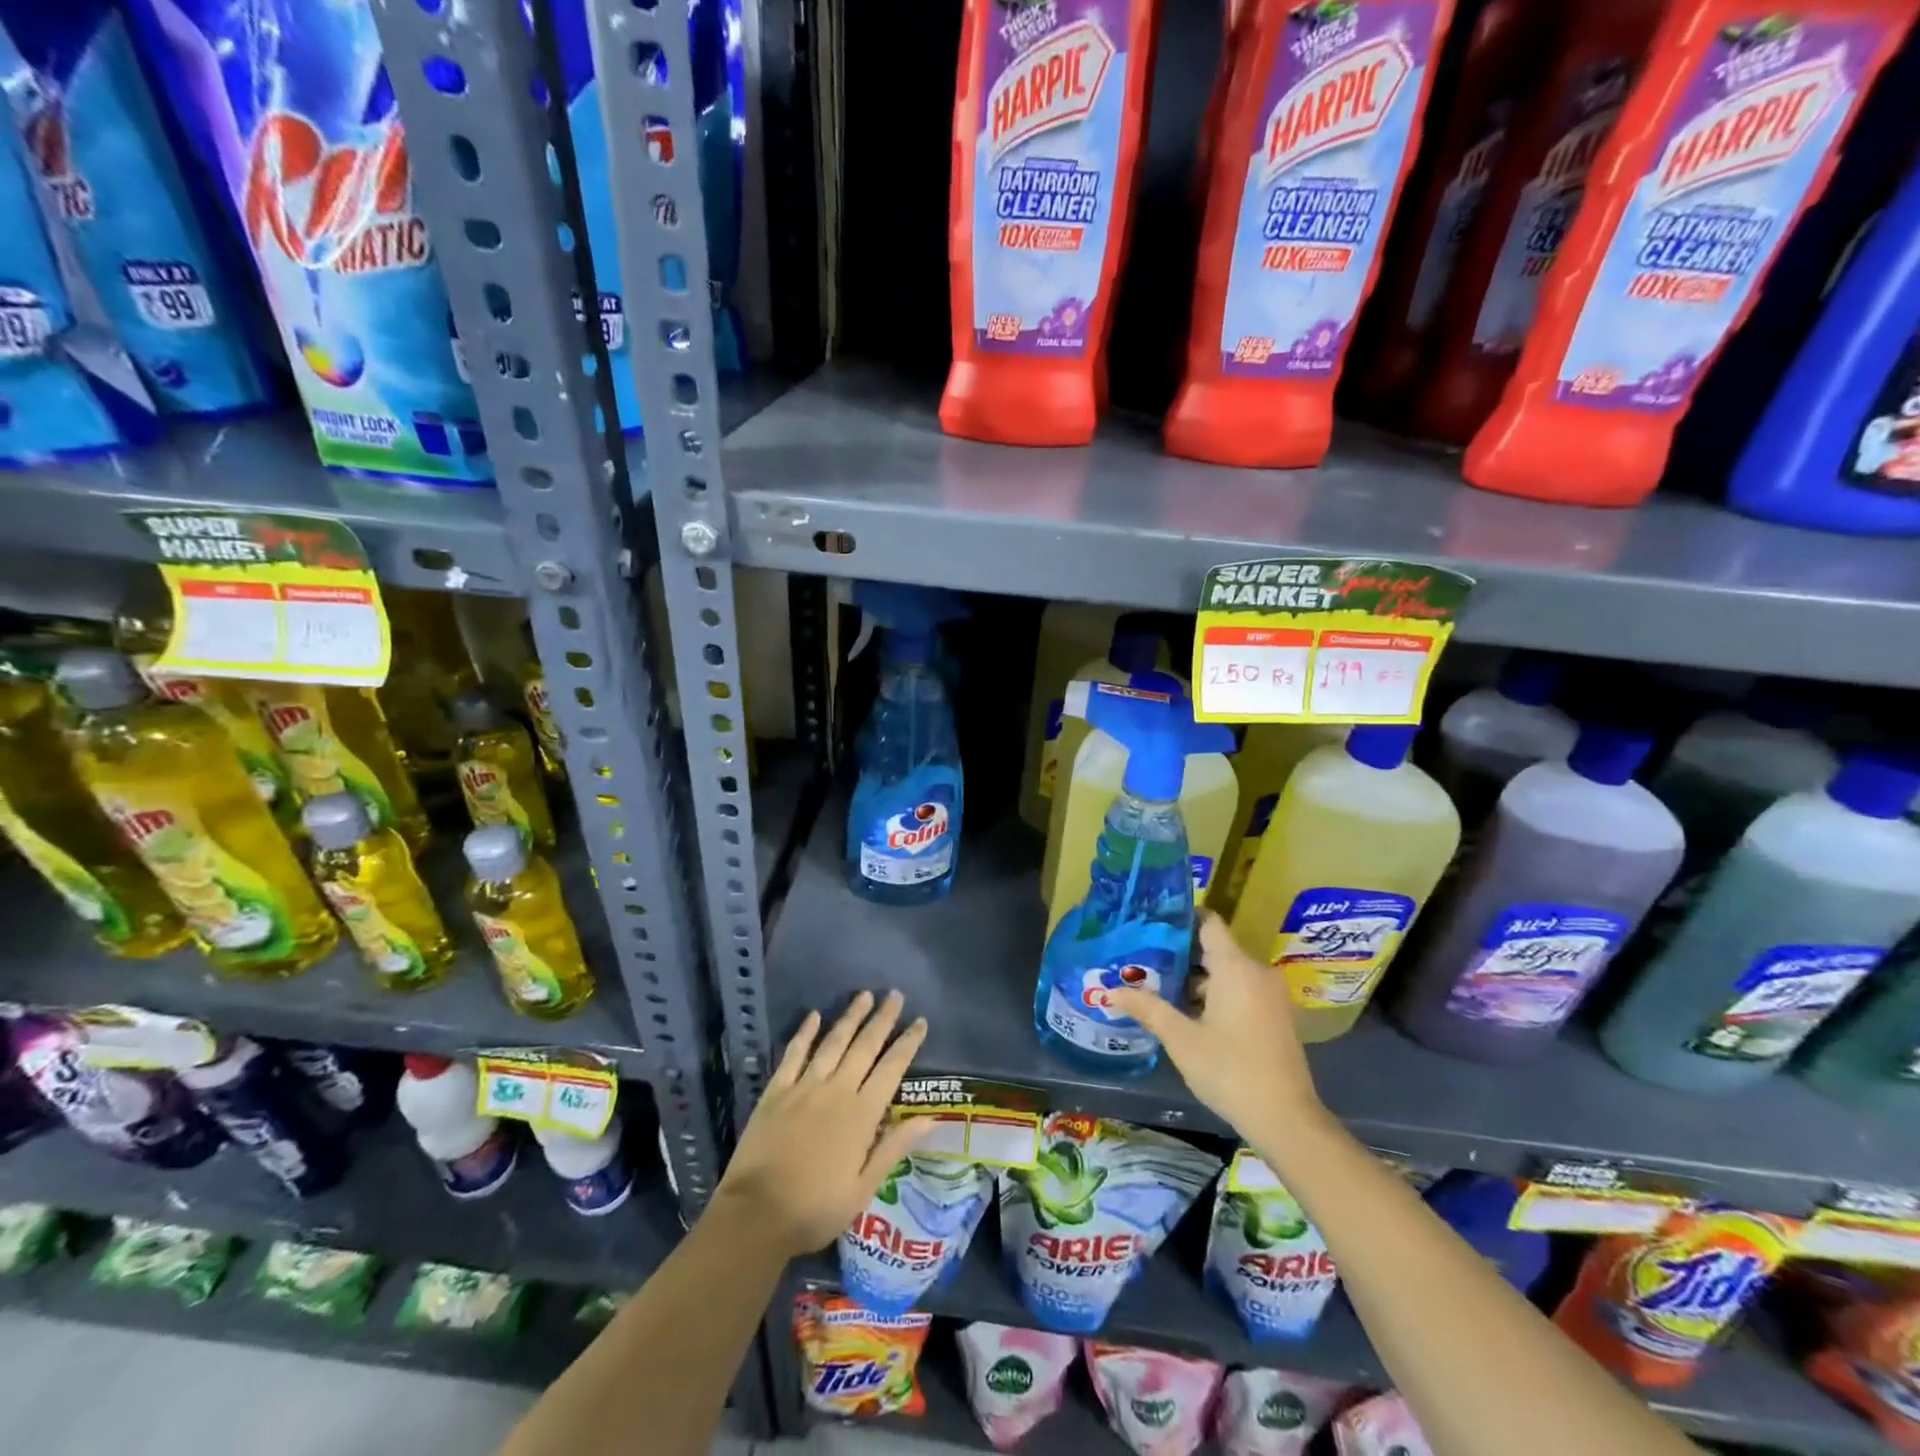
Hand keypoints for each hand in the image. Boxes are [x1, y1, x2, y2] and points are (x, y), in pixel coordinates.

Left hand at [713, 990, 931, 1258]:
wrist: (755, 1215)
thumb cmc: (815, 1209)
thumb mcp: (863, 1188)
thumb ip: (894, 1147)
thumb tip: (930, 1118)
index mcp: (862, 1115)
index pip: (892, 1069)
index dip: (907, 1043)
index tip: (920, 1020)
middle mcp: (836, 1091)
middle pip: (864, 1047)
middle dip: (882, 1020)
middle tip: (895, 995)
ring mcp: (804, 1087)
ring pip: (833, 1043)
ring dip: (850, 1017)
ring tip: (864, 995)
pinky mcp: (776, 1091)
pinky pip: (794, 1054)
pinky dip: (805, 1033)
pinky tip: (814, 1015)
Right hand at [1108, 912, 1322, 1143]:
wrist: (1286, 1120)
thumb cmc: (1230, 1071)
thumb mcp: (1181, 1039)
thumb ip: (1148, 1008)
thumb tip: (1111, 991)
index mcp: (1236, 967)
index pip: (1208, 922)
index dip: (1180, 918)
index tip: (1151, 922)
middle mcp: (1257, 972)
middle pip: (1215, 948)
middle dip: (1180, 953)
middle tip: (1143, 959)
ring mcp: (1270, 995)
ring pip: (1227, 972)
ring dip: (1196, 978)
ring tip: (1158, 986)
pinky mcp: (1276, 1016)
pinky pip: (1241, 989)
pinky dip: (1216, 994)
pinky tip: (1188, 1012)